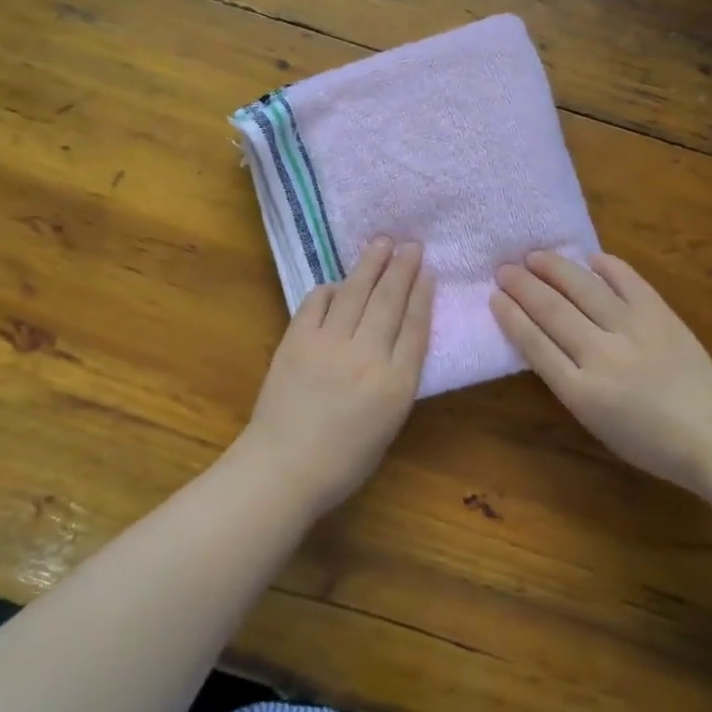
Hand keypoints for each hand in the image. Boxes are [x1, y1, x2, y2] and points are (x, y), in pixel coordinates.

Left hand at [243, 238, 433, 514]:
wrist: (283, 468)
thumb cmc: (343, 459)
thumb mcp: (389, 423)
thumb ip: (398, 378)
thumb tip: (397, 338)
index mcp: (396, 384)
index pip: (415, 327)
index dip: (422, 294)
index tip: (428, 270)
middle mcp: (366, 356)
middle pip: (389, 301)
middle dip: (402, 268)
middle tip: (411, 244)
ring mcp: (328, 344)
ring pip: (355, 293)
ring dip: (371, 264)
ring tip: (382, 243)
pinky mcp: (296, 340)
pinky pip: (317, 302)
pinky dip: (331, 289)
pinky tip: (339, 282)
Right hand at [492, 251, 711, 490]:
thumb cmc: (647, 440)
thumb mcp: (593, 420)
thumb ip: (565, 379)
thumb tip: (542, 337)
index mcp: (580, 391)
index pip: (534, 343)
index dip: (511, 316)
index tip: (494, 297)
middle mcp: (602, 355)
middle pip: (552, 310)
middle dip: (523, 286)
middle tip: (503, 269)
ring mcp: (633, 329)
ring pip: (584, 288)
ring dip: (555, 268)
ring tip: (534, 256)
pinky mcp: (660, 314)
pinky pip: (627, 280)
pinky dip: (606, 266)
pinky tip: (589, 259)